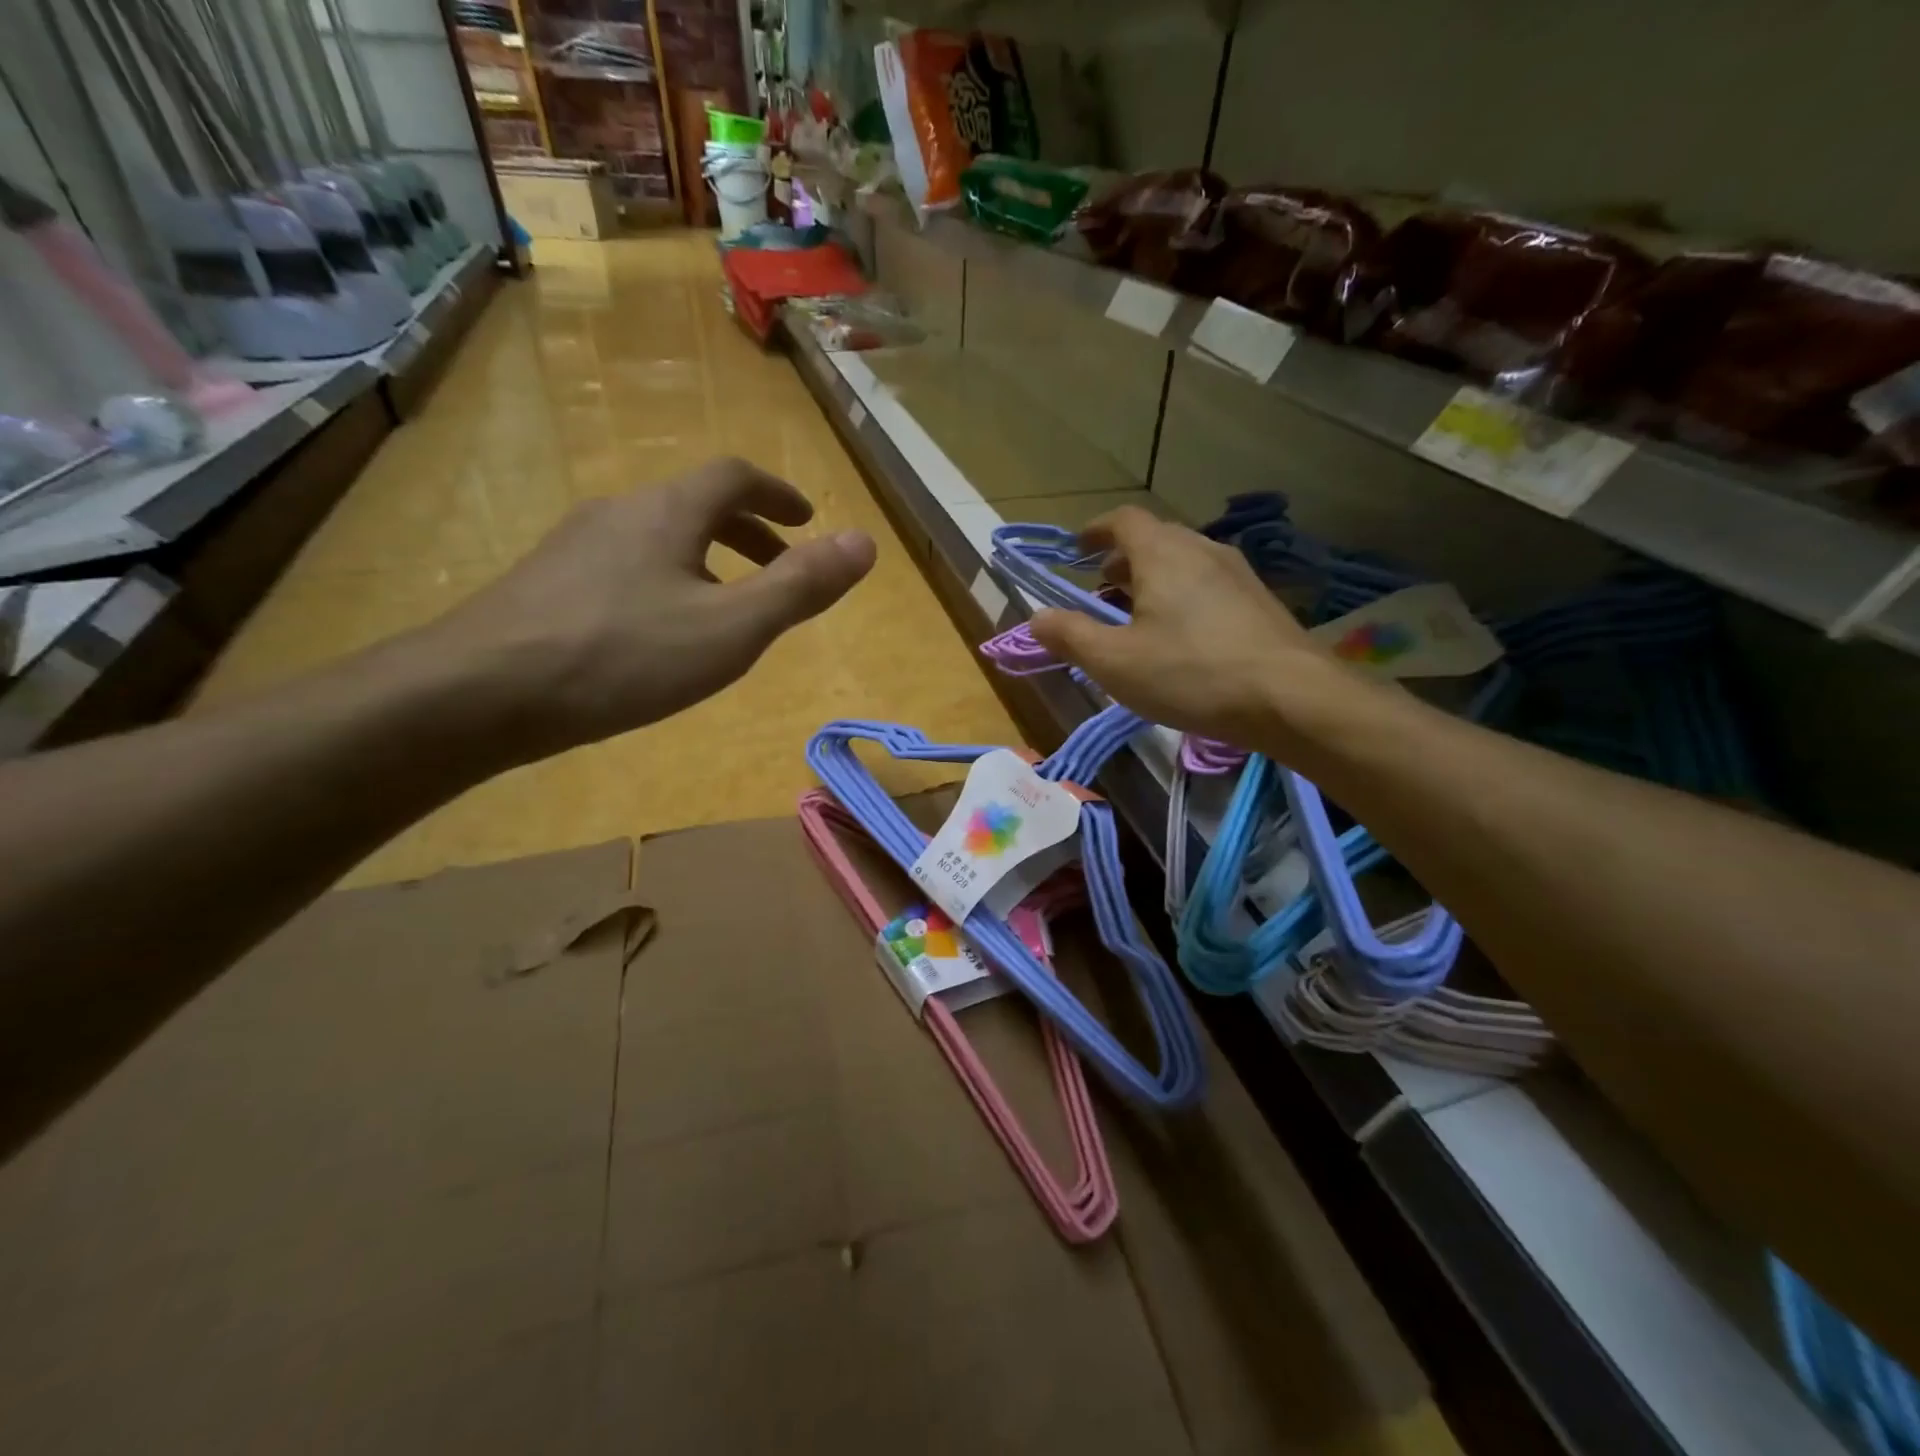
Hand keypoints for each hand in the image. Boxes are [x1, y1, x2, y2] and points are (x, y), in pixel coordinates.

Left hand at [426, 458, 875, 757]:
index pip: (734, 476)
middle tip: (779, 565)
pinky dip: (666, 580)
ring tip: (725, 604)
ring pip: (658, 536)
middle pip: (695, 502)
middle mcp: (620, 512)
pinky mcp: (546, 584)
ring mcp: (575, 546)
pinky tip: (659, 632)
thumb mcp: (731, 629)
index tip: (807, 520)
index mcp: (669, 511)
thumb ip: (800, 586)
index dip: (778, 494)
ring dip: (706, 557)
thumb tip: (866, 542)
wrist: (481, 692)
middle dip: (748, 529)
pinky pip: (625, 564)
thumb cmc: (623, 656)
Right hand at [1028, 507, 1341, 747]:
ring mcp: (1237, 574)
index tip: (1076, 551)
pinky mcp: (1259, 602)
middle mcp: (1202, 550)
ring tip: (1137, 617)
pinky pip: (1208, 585)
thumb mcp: (1115, 662)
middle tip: (1102, 590)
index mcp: (1162, 554)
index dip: (1095, 531)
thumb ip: (1070, 636)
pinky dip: (1182, 597)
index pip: (1123, 521)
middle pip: (1155, 540)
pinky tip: (1181, 638)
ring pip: (1184, 563)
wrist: (1292, 698)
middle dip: (1122, 561)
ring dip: (1153, 581)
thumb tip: (1035, 617)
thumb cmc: (1191, 674)